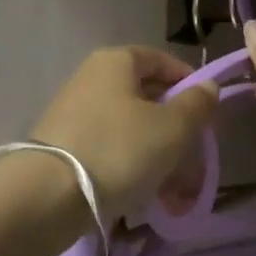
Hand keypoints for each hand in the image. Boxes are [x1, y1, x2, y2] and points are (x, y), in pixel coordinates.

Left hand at [30, 47, 218, 225]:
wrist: (48, 196)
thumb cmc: (118, 149)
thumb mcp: (171, 128)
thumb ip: (196, 105)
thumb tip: (208, 86)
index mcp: (115, 62)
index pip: (159, 59)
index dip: (187, 81)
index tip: (207, 111)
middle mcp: (91, 79)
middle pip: (145, 96)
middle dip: (175, 127)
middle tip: (195, 155)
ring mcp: (74, 113)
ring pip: (129, 128)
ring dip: (157, 153)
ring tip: (175, 189)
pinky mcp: (65, 147)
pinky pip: (109, 149)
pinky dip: (131, 167)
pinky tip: (145, 195)